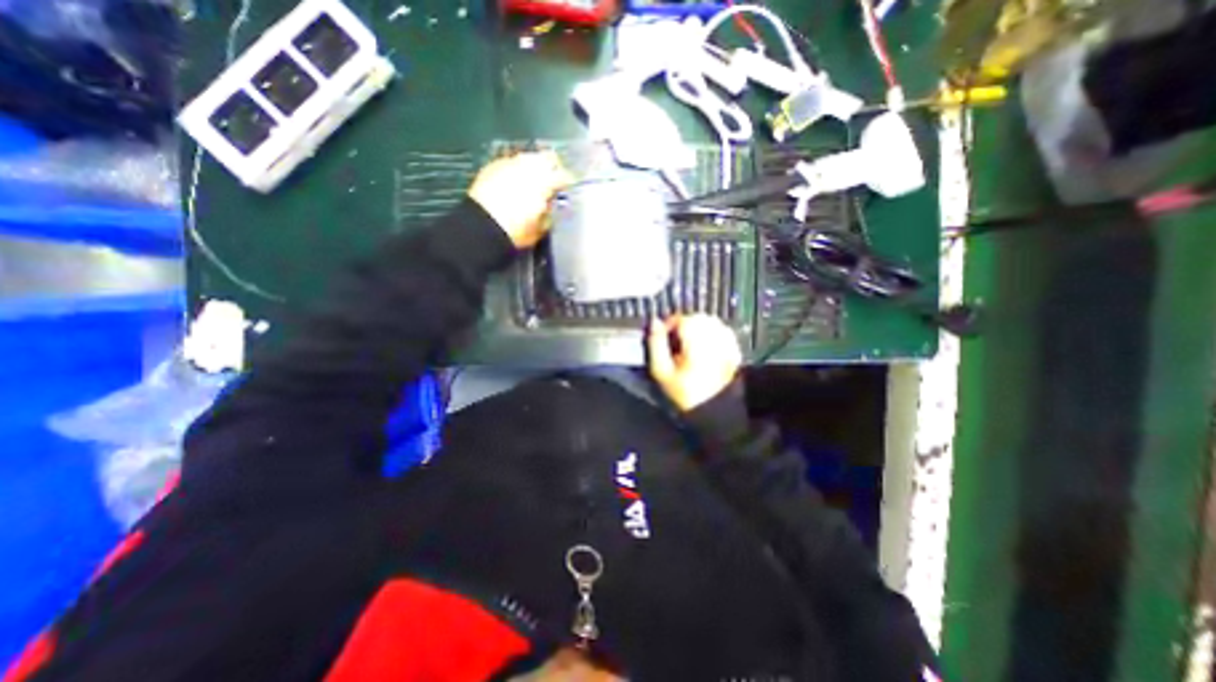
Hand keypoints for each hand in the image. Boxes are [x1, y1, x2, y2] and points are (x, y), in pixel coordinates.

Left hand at [469, 153, 574, 249]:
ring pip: (528, 157)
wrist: (482, 226)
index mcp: (544, 182)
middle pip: (547, 158)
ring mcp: (509, 163)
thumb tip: (552, 204)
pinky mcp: (493, 165)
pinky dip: (516, 170)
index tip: (568, 189)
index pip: (563, 175)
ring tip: (533, 180)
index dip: (568, 182)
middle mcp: (528, 167)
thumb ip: (550, 212)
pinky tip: (514, 181)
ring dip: (534, 167)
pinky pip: (511, 162)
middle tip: (552, 180)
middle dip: (552, 168)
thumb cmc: (515, 230)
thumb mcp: (541, 227)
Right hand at [646, 311, 740, 409]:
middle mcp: (714, 337)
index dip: (669, 324)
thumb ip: (656, 344)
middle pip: (697, 317)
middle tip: (676, 341)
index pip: (681, 318)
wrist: (716, 413)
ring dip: (699, 327)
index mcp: (695, 341)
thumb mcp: (662, 371)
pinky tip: (706, 346)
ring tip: (690, 343)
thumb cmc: (685, 394)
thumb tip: (654, 322)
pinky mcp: (735, 350)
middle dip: (684, 324)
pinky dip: (713, 333)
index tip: (663, 336)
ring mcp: (727, 343)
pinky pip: (723, 331)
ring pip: (711, 322)